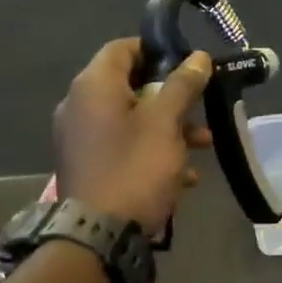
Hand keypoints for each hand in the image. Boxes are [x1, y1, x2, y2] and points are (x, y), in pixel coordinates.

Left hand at [54, 39, 213, 234]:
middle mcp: (79, 105)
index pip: (123, 48)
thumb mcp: (165, 123)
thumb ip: (182, 85)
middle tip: (202, 107)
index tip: (189, 64)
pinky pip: (121, 146)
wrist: (98, 235)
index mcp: (93, 85)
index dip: (157, 50)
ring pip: (130, 119)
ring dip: (168, 127)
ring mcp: (79, 138)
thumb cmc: (134, 168)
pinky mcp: (86, 165)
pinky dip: (150, 150)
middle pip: (130, 85)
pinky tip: (183, 174)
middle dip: (171, 96)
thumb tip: (198, 57)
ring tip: (203, 145)